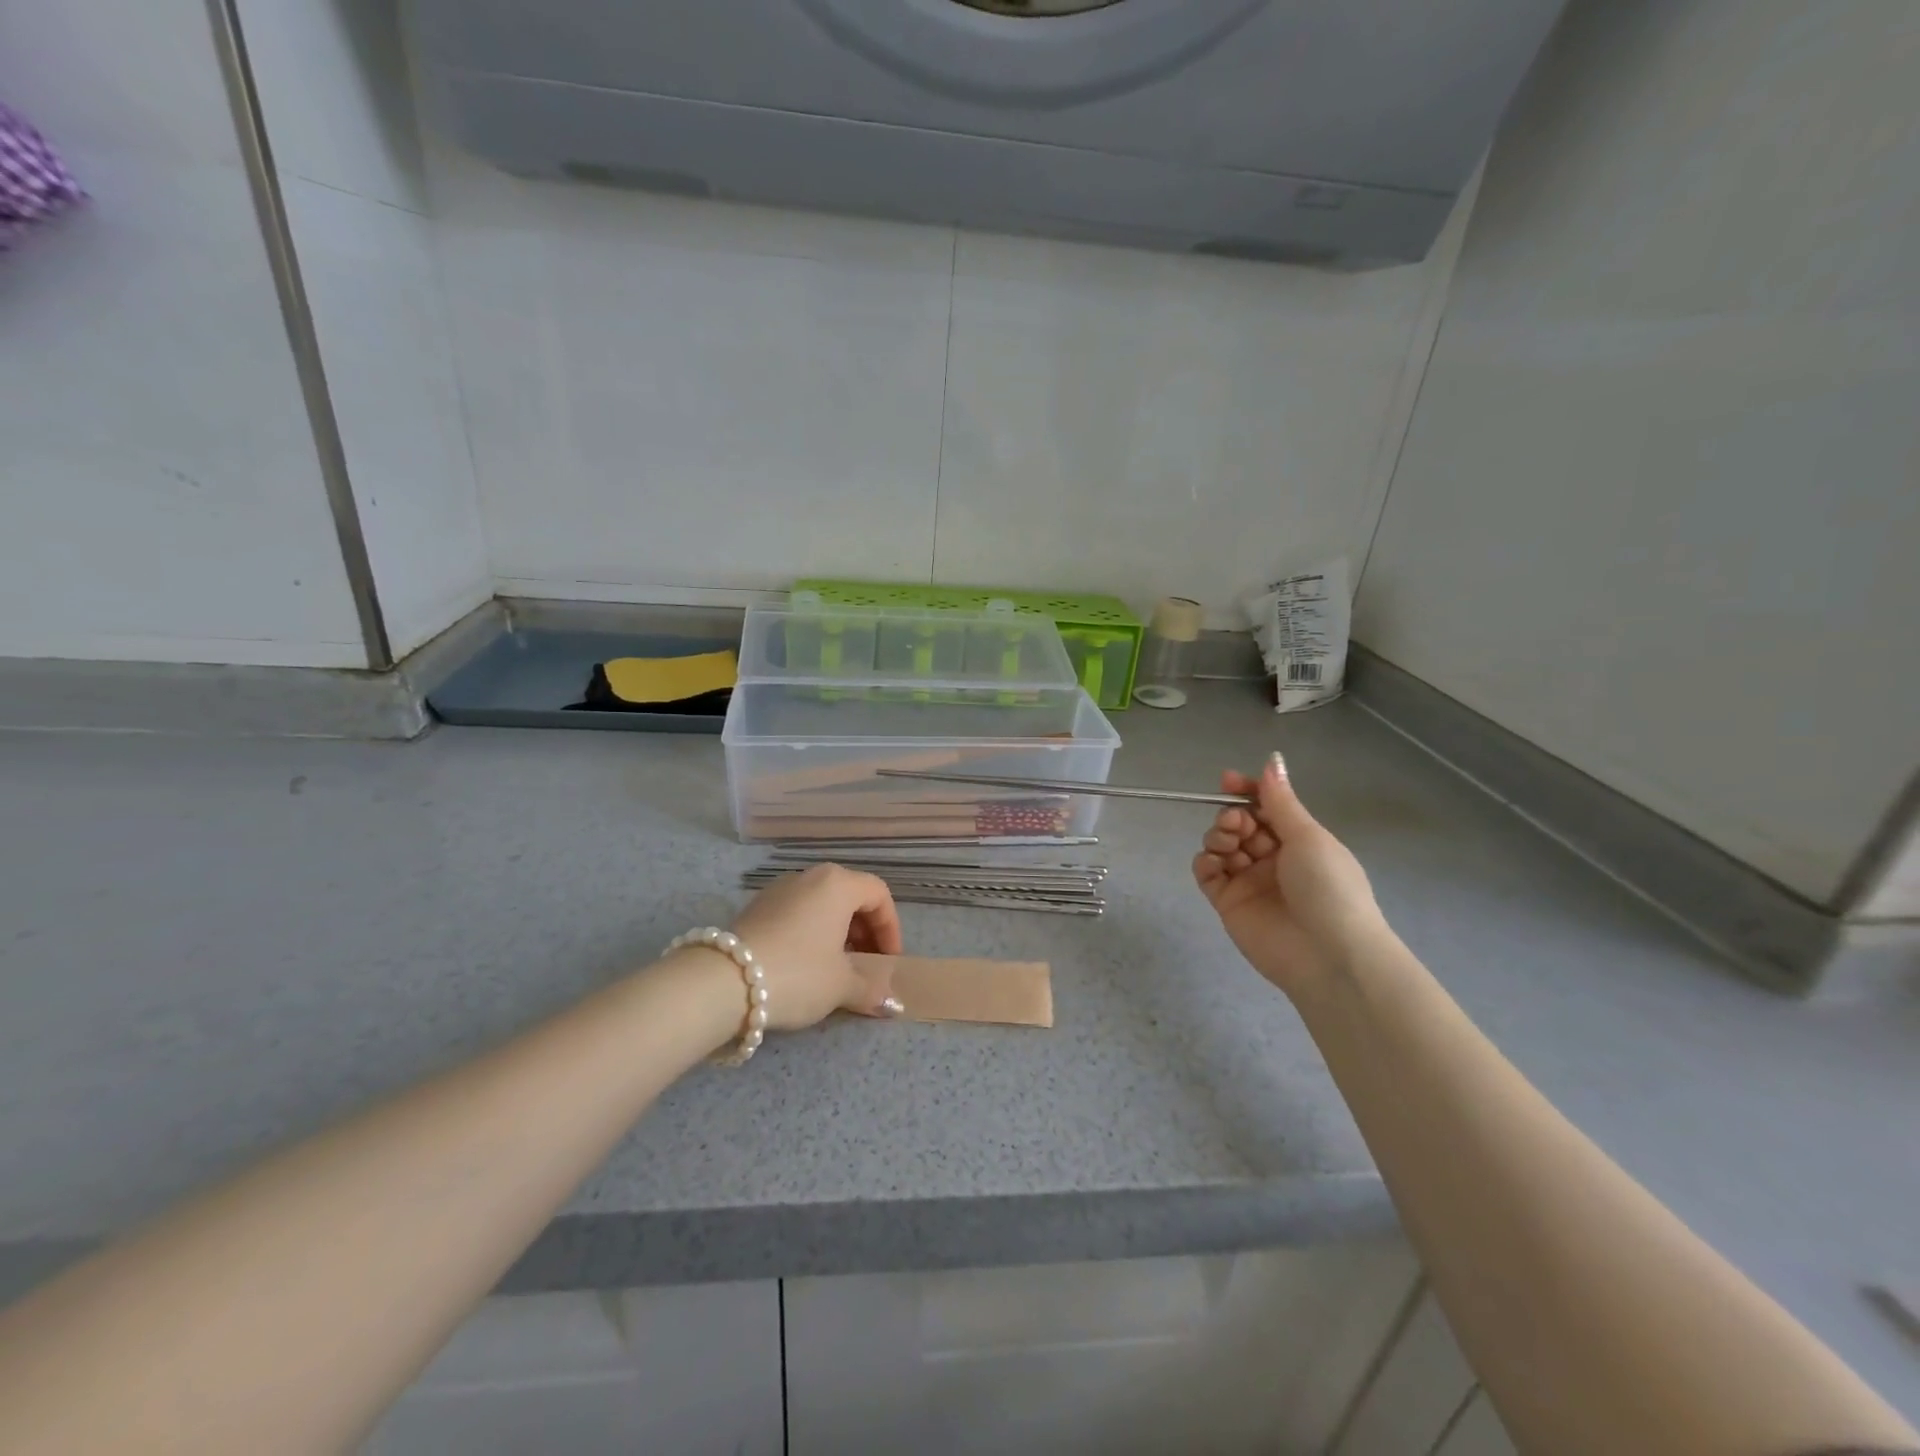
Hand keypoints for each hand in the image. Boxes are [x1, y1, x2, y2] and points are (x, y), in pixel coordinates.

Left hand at [727, 864, 905, 1030]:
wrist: (723, 982)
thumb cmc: (798, 974)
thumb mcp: (841, 985)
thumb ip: (872, 989)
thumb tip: (892, 1004)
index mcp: (837, 884)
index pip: (879, 895)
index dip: (891, 929)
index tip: (889, 962)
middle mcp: (809, 877)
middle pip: (850, 896)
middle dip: (865, 930)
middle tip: (866, 964)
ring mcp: (779, 889)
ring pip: (821, 904)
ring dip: (837, 932)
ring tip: (836, 968)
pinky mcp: (755, 907)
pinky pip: (797, 913)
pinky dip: (811, 933)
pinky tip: (804, 966)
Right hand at [1193, 752, 1386, 996]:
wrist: (1329, 955)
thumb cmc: (1328, 888)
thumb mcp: (1308, 837)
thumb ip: (1280, 801)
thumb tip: (1272, 760)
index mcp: (1299, 841)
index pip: (1266, 808)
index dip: (1247, 791)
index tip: (1227, 781)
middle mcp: (1273, 859)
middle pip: (1240, 824)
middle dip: (1233, 816)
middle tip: (1238, 823)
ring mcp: (1250, 881)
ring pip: (1221, 846)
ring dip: (1219, 835)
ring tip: (1229, 843)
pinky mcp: (1229, 904)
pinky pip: (1207, 875)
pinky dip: (1205, 862)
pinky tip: (1212, 861)